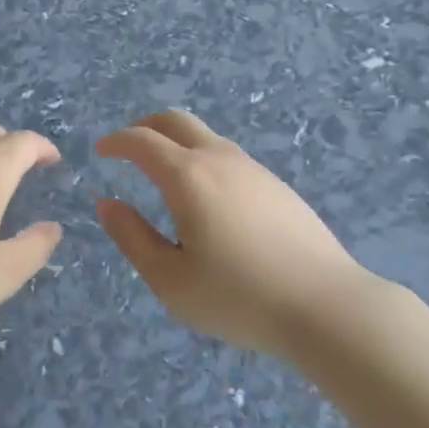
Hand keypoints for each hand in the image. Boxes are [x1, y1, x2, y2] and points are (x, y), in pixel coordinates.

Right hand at [96, 109, 370, 357]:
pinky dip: (203, 159)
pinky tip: (208, 198)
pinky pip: (229, 156)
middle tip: (128, 147)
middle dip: (145, 126)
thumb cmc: (238, 298)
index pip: (142, 141)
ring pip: (206, 137)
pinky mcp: (277, 185)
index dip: (116, 142)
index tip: (101, 151)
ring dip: (177, 142)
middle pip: (175, 121)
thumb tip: (108, 204)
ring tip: (165, 173)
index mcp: (187, 176)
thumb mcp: (170, 280)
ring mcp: (253, 169)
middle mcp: (219, 159)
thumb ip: (132, 237)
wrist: (326, 306)